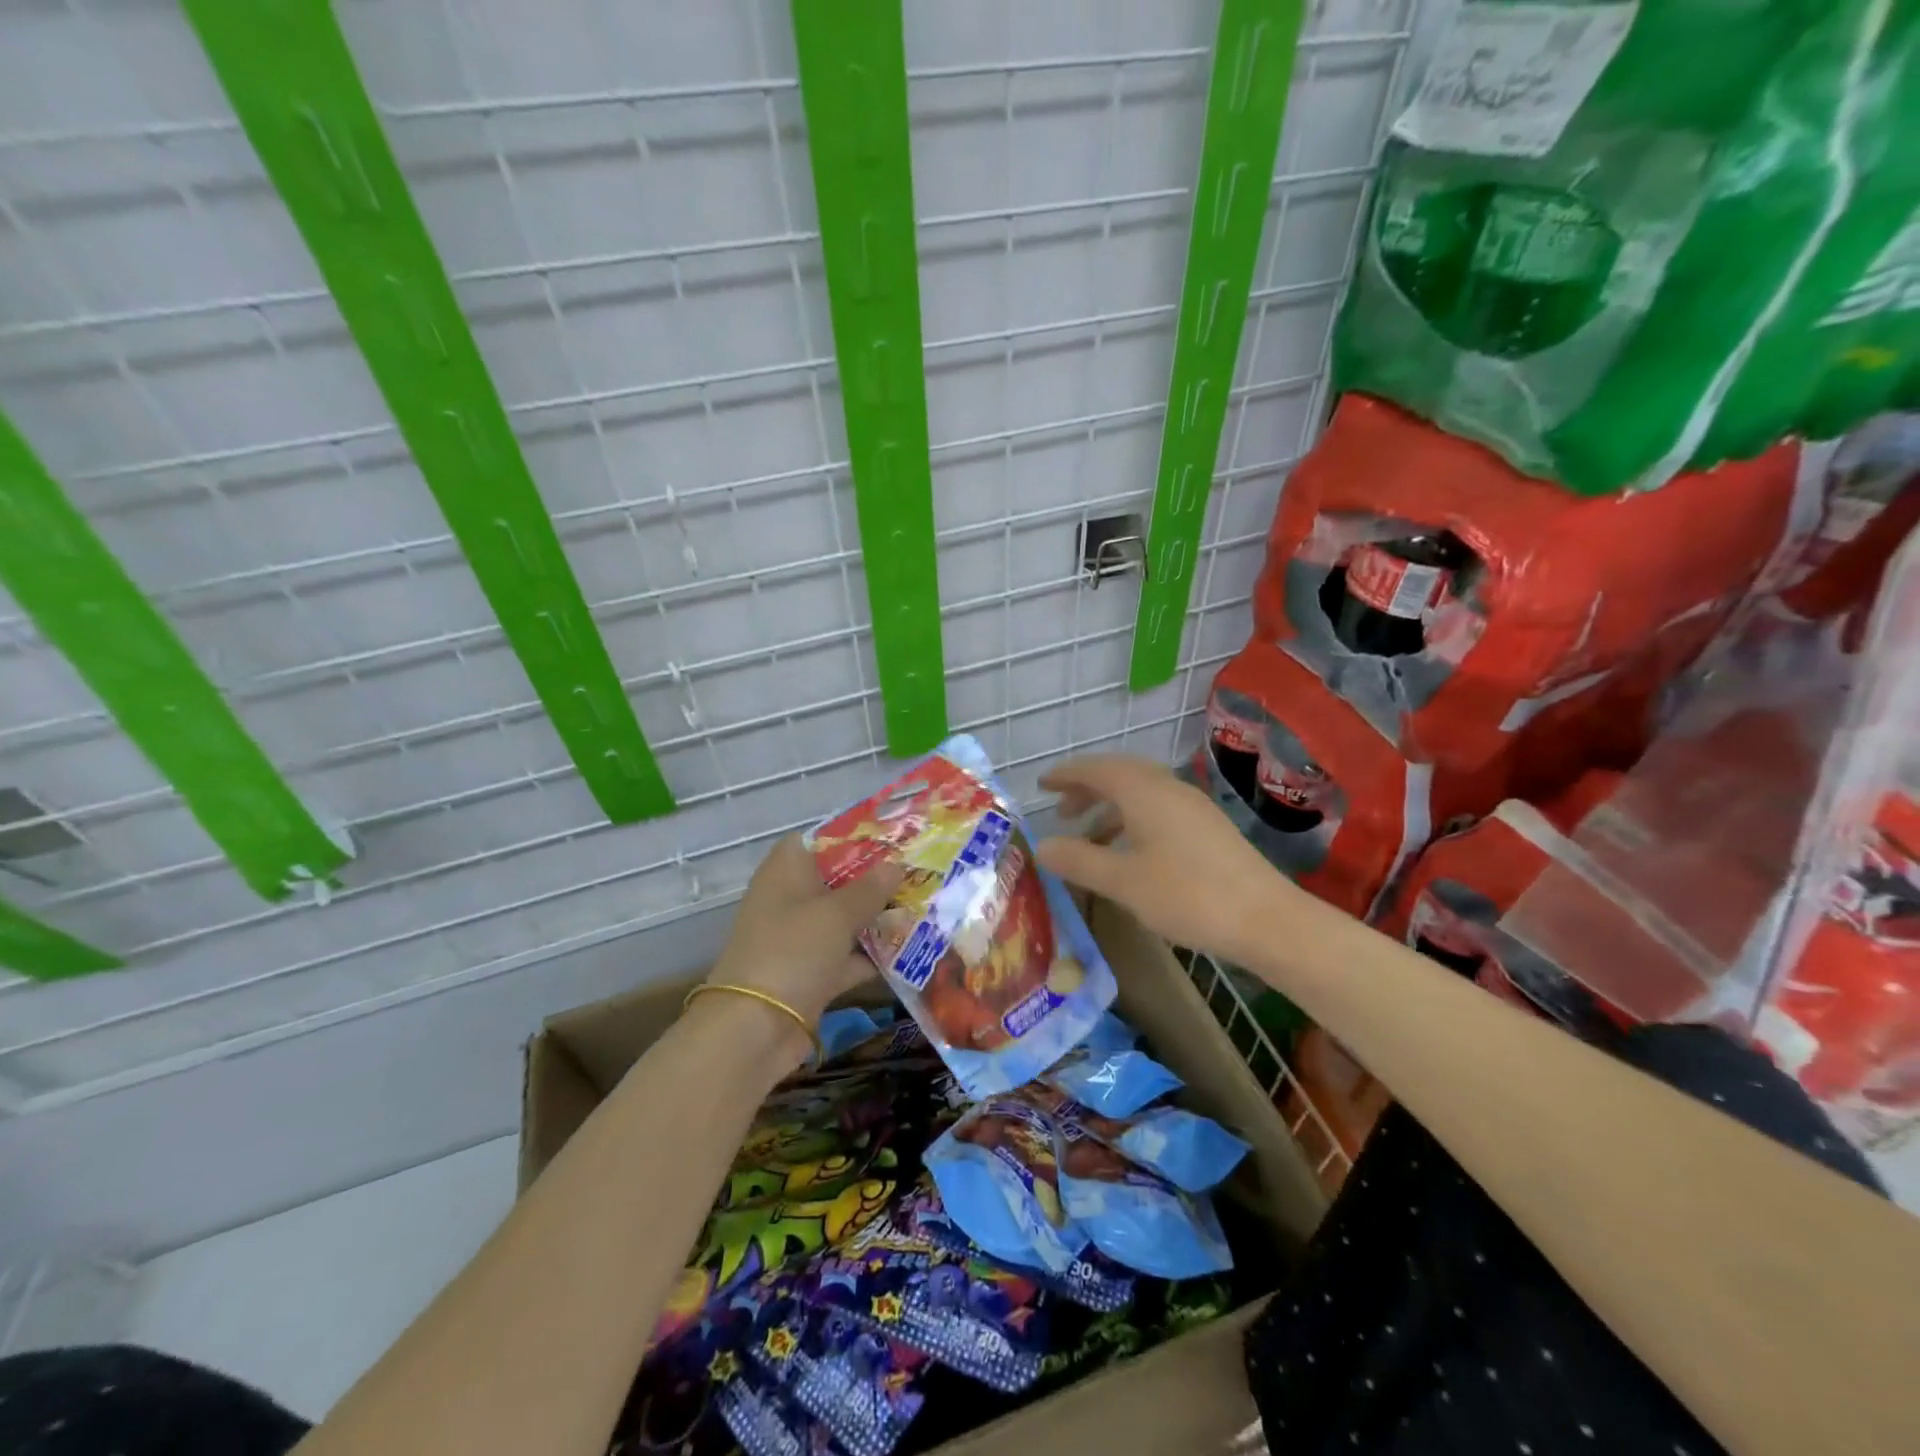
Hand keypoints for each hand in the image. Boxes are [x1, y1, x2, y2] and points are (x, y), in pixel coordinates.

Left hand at [703, 836, 904, 1045]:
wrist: (755, 1029)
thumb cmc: (793, 951)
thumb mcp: (837, 914)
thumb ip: (870, 888)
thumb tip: (896, 864)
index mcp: (786, 871)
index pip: (819, 840)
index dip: (854, 837)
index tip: (893, 839)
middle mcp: (791, 899)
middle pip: (838, 880)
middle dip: (876, 879)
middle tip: (920, 873)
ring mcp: (800, 938)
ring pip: (845, 919)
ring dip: (879, 918)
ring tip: (925, 907)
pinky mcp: (811, 973)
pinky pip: (847, 956)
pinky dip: (872, 956)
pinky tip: (911, 951)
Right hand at [1035, 753, 1299, 965]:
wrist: (1266, 919)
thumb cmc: (1187, 895)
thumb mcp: (1123, 882)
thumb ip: (1079, 861)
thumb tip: (1041, 846)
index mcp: (1144, 791)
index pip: (1095, 769)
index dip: (1066, 775)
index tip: (1041, 785)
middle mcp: (1168, 788)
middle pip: (1120, 775)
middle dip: (1087, 789)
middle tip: (1061, 811)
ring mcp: (1192, 807)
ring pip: (1141, 794)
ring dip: (1110, 808)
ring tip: (1089, 838)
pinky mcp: (1208, 828)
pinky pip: (1158, 810)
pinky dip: (1132, 821)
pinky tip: (1129, 854)